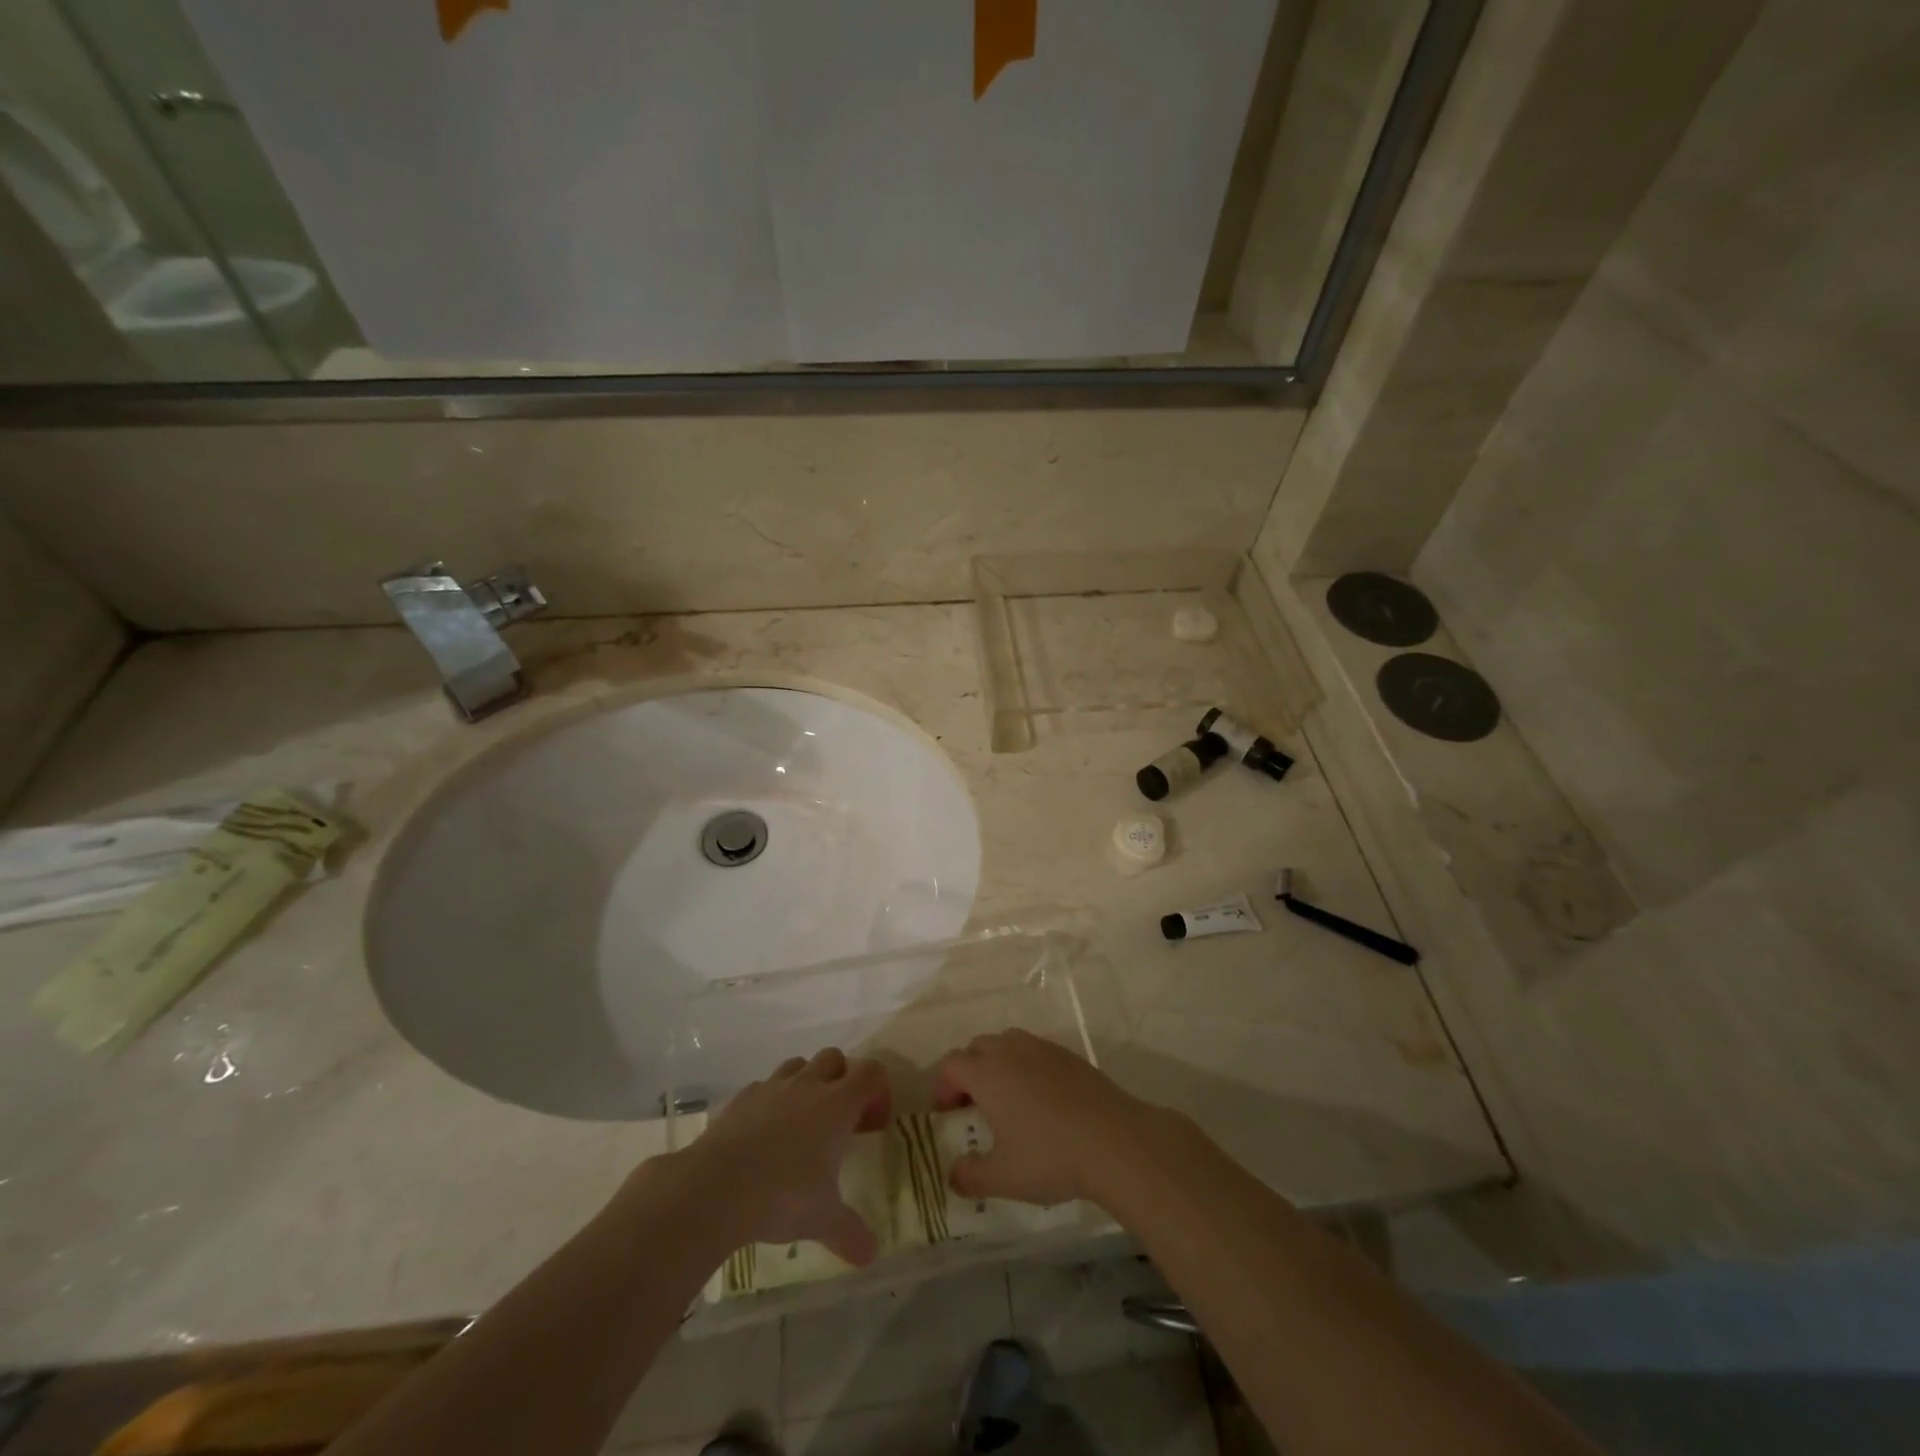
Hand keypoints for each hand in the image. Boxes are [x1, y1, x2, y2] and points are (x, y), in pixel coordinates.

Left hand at [679, 1048, 892, 1265]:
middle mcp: (808, 1085)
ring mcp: (772, 1087)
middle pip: (835, 1058)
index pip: (872, 1072)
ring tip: (802, 1121)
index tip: (872, 1125)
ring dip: (807, 1082)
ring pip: (799, 1064)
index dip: (878, 1091)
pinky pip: (764, 1086)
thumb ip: (850, 1232)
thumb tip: (871, 1256)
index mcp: (837, 1104)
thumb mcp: (823, 1219)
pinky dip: (771, 1100)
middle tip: (840, 1119)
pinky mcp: (742, 1097)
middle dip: (842, 1079)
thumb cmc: (782, 1195)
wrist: (715, 1187)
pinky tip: (765, 1132)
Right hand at [931, 1030, 1159, 1208]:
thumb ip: (970, 1175)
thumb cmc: (1050, 1156)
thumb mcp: (1003, 1177)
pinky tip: (1041, 1100)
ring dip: (998, 1063)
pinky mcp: (1070, 1056)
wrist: (1114, 1140)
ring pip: (1009, 1043)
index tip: (947, 1114)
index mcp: (987, 1073)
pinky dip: (1028, 1066)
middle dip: (969, 1071)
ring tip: (1007, 1099)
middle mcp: (1012, 1051)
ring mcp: (1043, 1049)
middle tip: (973, 1105)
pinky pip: (1036, 1051)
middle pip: (978, 1047)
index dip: (943, 1087)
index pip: (951, 1064)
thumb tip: (952, 1174)